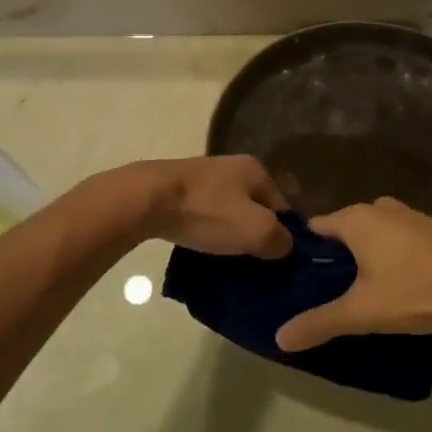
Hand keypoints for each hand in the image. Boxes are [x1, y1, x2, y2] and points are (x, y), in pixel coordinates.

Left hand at [121, 155, 292, 257]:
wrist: (147, 200)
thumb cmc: (208, 212)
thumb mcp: (257, 231)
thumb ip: (280, 240)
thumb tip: (285, 246)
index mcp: (256, 170)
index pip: (283, 207)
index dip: (283, 236)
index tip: (276, 262)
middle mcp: (231, 167)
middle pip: (254, 209)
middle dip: (254, 235)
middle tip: (252, 264)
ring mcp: (202, 177)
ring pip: (227, 212)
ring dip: (228, 234)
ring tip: (226, 260)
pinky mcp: (177, 190)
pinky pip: (203, 215)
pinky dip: (205, 230)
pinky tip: (201, 247)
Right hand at [275, 198, 431, 350]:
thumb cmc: (414, 291)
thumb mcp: (361, 313)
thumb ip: (319, 323)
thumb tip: (279, 338)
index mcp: (356, 219)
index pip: (316, 228)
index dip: (305, 251)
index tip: (298, 276)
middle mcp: (381, 208)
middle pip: (346, 230)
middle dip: (338, 256)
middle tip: (330, 289)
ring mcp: (412, 215)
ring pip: (377, 233)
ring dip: (369, 255)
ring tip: (364, 289)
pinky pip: (403, 239)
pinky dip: (396, 256)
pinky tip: (402, 284)